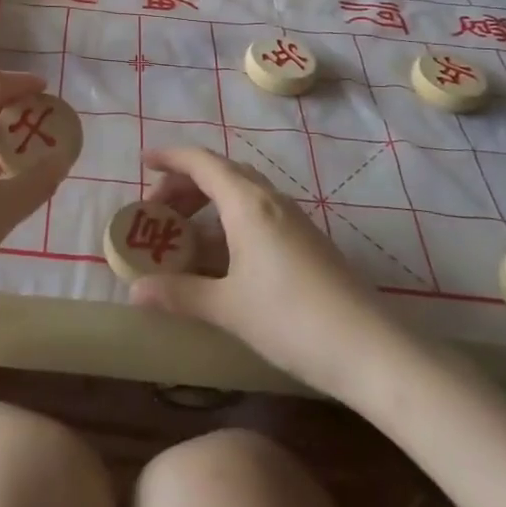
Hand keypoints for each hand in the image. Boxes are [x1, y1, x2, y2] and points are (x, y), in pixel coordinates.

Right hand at [130, 146, 394, 399]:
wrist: (371, 349)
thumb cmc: (292, 319)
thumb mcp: (228, 308)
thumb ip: (179, 294)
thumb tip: (134, 291)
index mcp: (247, 203)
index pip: (201, 162)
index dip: (169, 157)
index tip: (143, 162)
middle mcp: (270, 200)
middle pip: (220, 173)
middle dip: (184, 184)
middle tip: (157, 211)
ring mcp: (292, 219)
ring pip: (240, 193)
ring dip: (207, 204)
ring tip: (183, 236)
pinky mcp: (305, 240)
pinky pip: (257, 214)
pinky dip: (229, 221)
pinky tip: (220, 259)